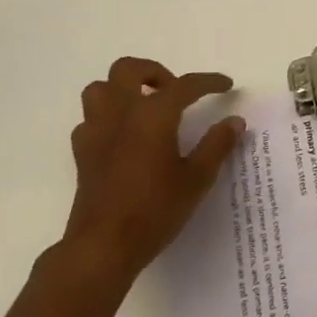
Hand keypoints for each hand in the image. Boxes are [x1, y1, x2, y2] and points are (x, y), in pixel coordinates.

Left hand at [60, 57, 244, 286]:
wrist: (104, 247)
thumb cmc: (155, 210)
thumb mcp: (196, 179)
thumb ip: (217, 145)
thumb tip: (235, 121)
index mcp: (153, 114)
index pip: (185, 85)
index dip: (209, 82)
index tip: (226, 85)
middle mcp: (121, 113)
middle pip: (128, 69)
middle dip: (154, 72)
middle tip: (174, 92)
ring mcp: (96, 131)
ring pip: (101, 88)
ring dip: (123, 89)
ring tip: (144, 107)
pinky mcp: (82, 152)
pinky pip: (90, 119)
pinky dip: (106, 118)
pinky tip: (122, 136)